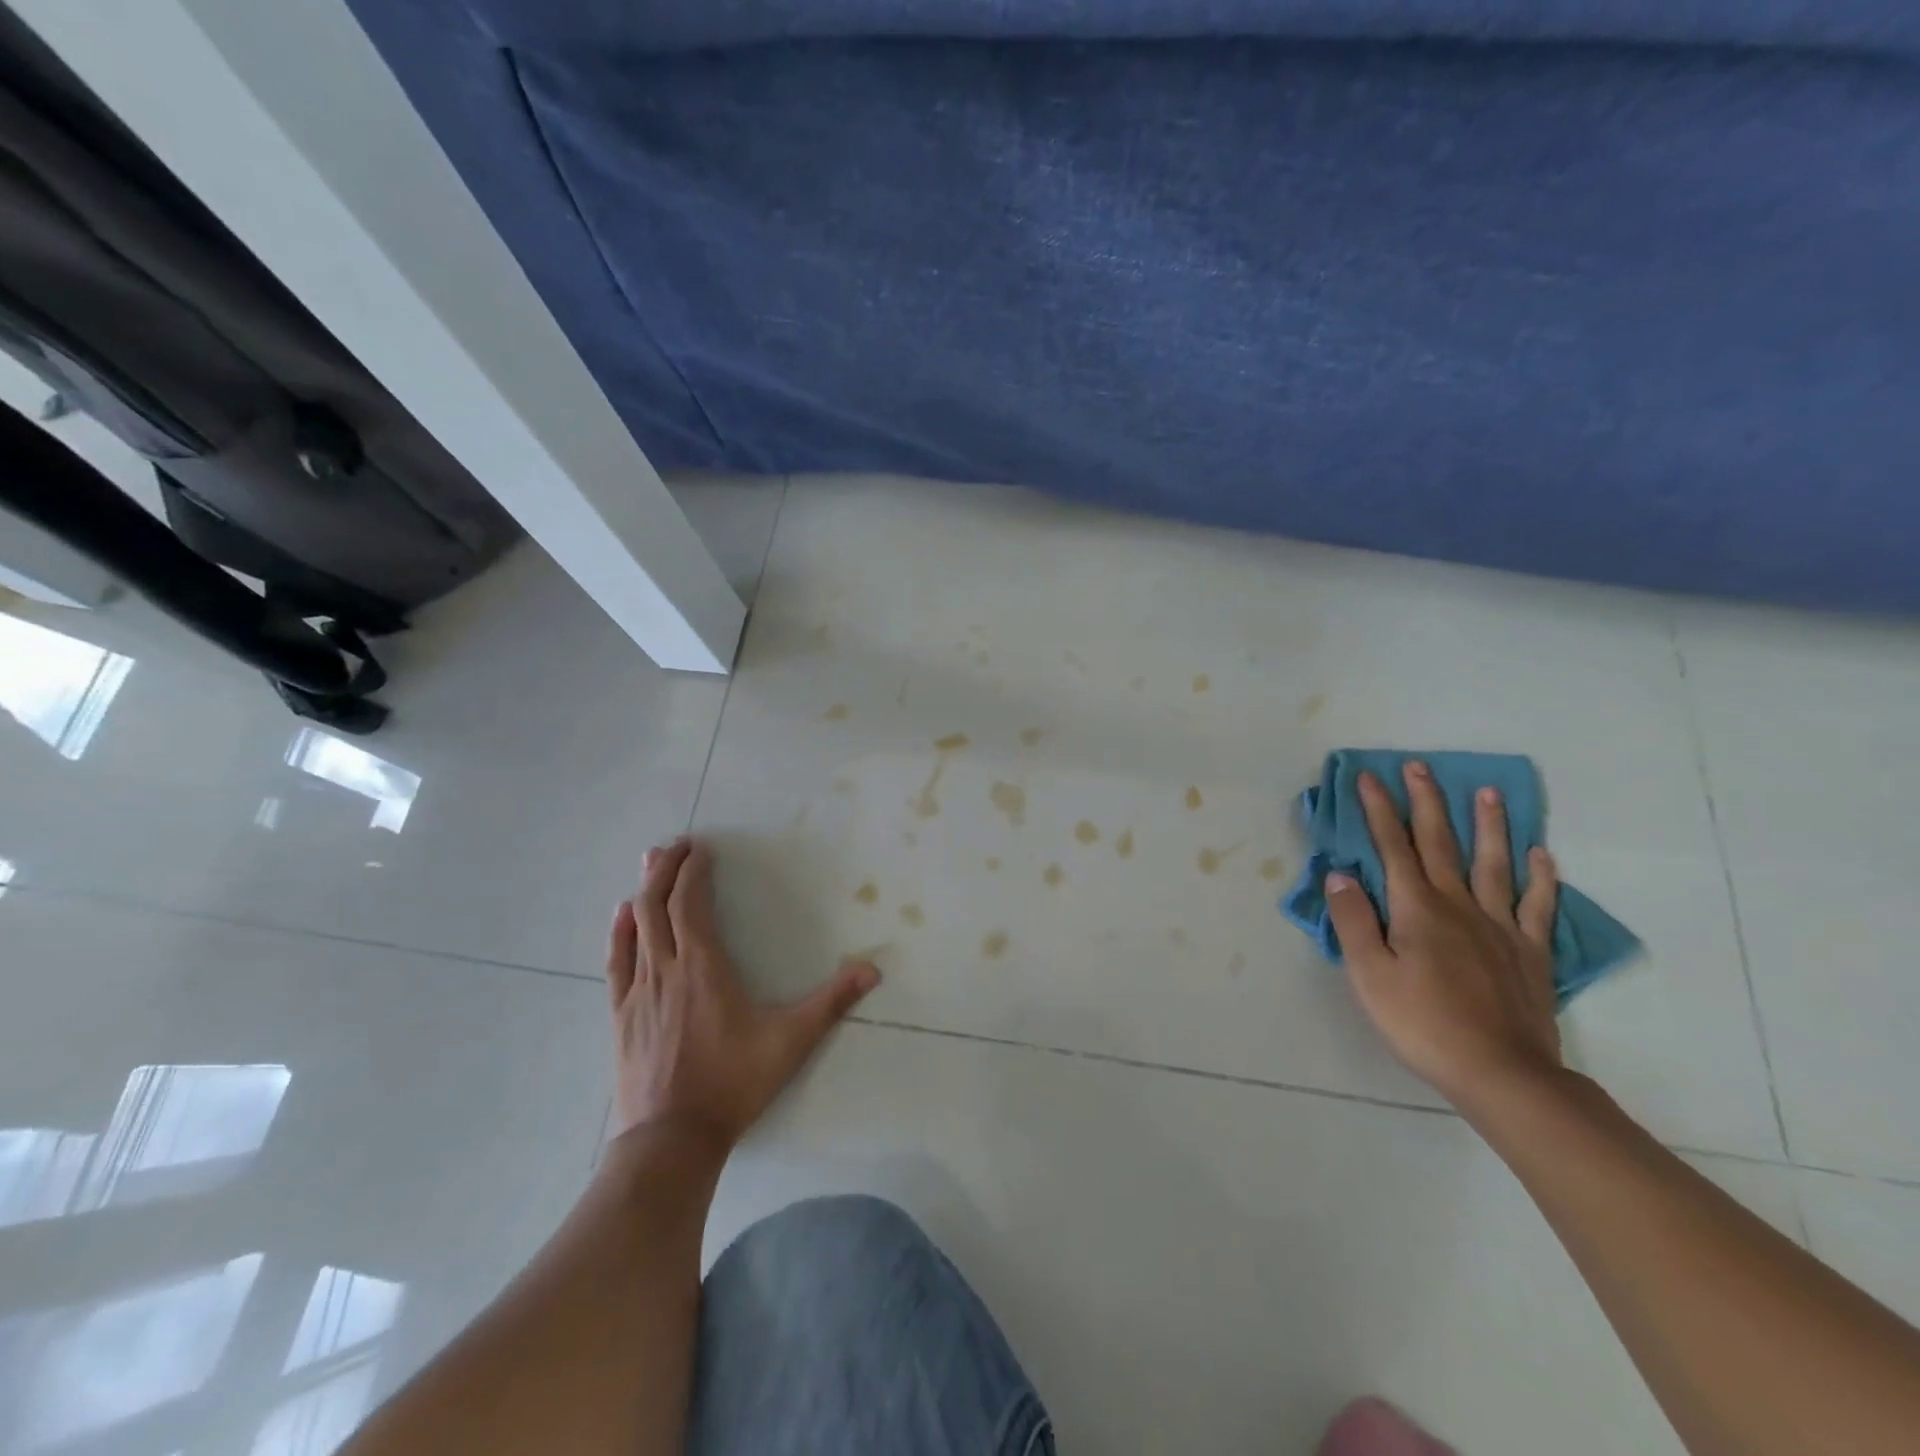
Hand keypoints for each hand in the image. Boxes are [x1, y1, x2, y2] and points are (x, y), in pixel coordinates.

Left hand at [604, 838, 879, 1149]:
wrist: (671, 1139)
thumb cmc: (733, 1083)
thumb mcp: (791, 1041)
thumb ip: (831, 1002)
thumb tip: (873, 969)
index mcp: (704, 966)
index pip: (691, 903)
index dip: (694, 871)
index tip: (702, 847)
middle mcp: (666, 968)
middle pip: (658, 904)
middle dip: (666, 868)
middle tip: (676, 843)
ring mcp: (638, 992)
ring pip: (636, 926)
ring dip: (643, 890)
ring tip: (650, 862)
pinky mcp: (621, 1015)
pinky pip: (617, 962)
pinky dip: (619, 931)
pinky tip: (621, 915)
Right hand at [1324, 762, 1562, 1109]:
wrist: (1502, 1073)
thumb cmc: (1422, 1023)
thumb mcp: (1369, 975)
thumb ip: (1354, 920)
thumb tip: (1340, 874)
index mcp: (1417, 909)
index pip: (1393, 847)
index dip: (1378, 810)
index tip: (1368, 778)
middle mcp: (1459, 905)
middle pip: (1441, 843)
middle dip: (1426, 802)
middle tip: (1419, 767)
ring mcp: (1500, 926)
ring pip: (1493, 864)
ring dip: (1488, 825)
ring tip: (1488, 792)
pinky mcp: (1530, 952)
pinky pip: (1536, 905)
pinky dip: (1540, 877)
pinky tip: (1542, 855)